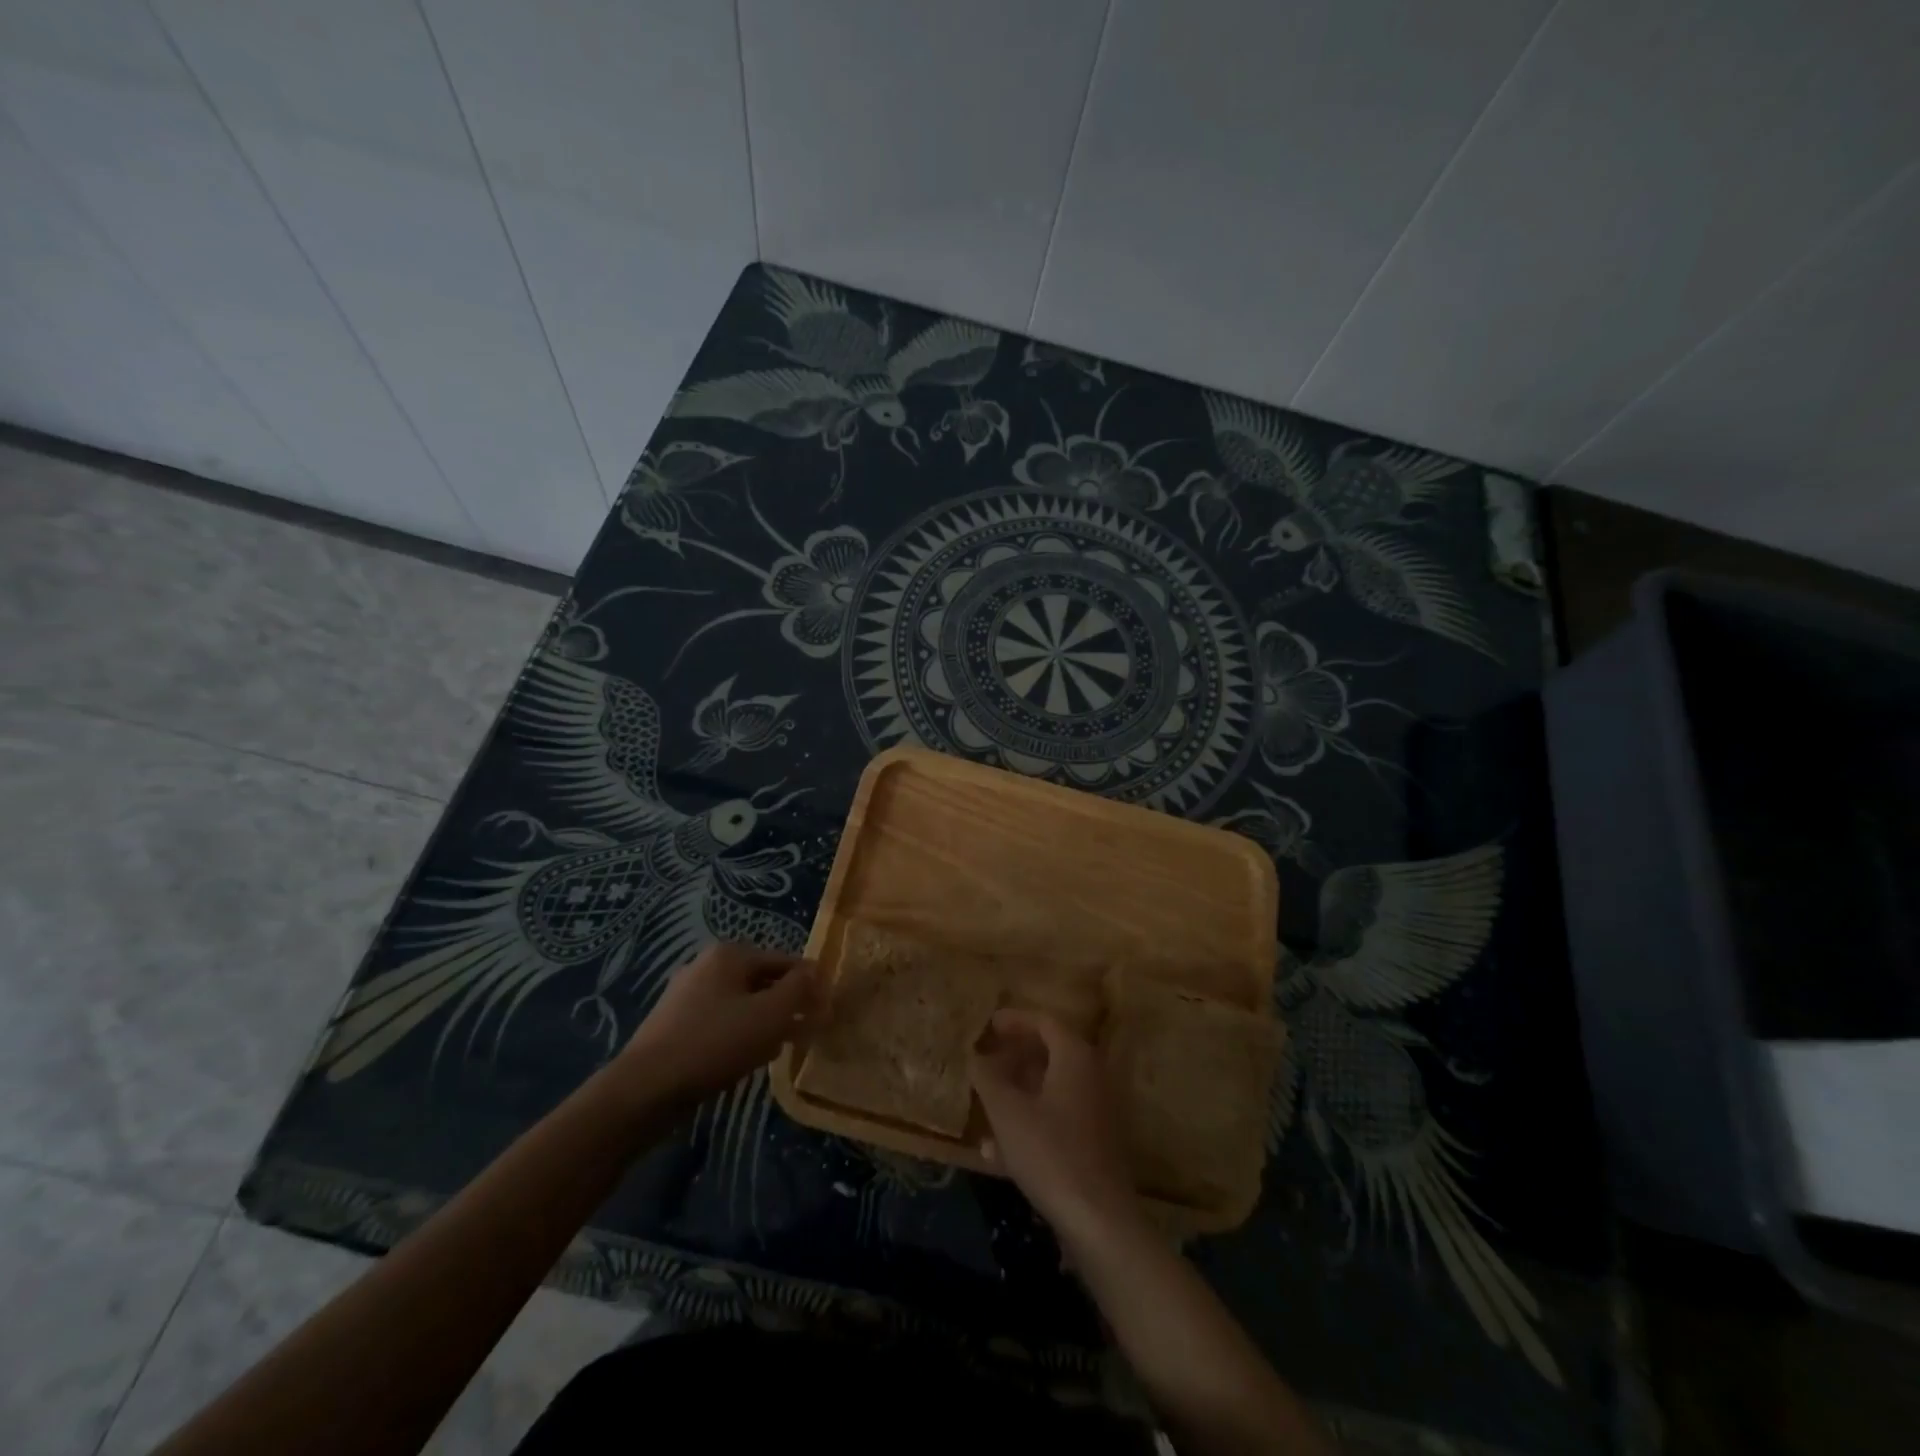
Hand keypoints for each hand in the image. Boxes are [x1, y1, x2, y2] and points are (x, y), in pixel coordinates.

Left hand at [620, 943, 815, 1100]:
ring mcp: (686, 995)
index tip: (825, 1012)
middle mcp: (706, 965)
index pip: (784, 961)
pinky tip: (747, 1059)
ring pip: (741, 1003)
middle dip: (786, 1004)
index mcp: (729, 954)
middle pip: (762, 981)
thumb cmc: (715, 1043)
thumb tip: (816, 971)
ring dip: (765, 1022)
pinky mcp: (674, 1024)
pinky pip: (720, 1022)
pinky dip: (740, 1034)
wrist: (645, 1089)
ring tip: (782, 1048)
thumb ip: (798, 989)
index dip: (808, 984)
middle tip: (807, 1031)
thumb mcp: (769, 1014)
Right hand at [970, 1009, 1138, 1238]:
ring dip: (1018, 1092)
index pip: (1044, 1022)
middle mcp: (1092, 1075)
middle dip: (1015, 1056)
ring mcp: (1097, 1110)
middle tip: (986, 1060)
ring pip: (1052, 1088)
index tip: (988, 1025)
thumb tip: (976, 1056)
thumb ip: (988, 1078)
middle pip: (1051, 1053)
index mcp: (1075, 1056)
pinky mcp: (1096, 1143)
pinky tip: (997, 1151)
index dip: (1014, 1020)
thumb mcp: (1007, 1112)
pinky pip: (1058, 1118)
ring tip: (986, 1104)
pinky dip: (1031, 1121)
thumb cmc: (1050, 1152)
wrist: (1099, 1220)